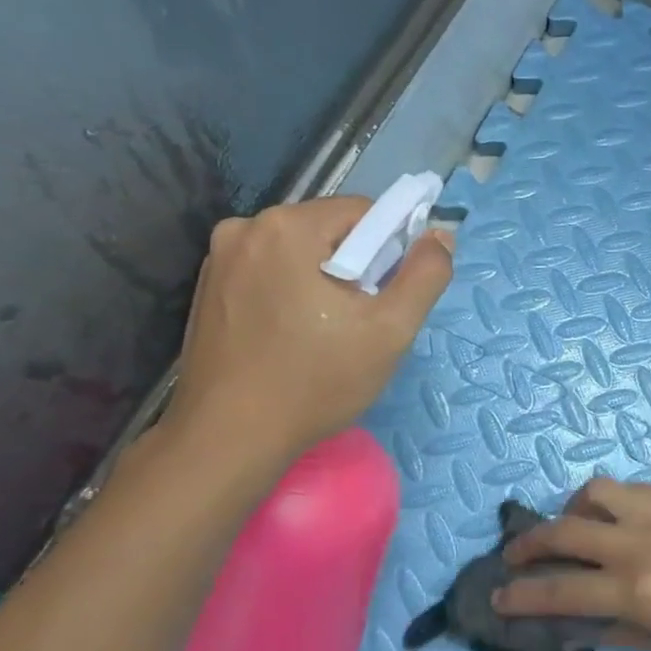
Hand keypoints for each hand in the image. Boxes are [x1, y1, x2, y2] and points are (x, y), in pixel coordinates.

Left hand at [160, 198, 453, 470]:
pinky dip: (293, 292)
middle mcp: (245, 228)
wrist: (229, 438)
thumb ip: (426, 275)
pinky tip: (295, 336)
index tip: (390, 296)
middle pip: (329, 230)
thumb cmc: (316, 382)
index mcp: (288, 227)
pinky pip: (270, 273)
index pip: (364, 212)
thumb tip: (441, 235)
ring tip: (329, 333)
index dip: (391, 250)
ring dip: (325, 279)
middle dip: (357, 266)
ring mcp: (219, 258)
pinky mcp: (209, 288)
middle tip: (363, 321)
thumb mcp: (390, 330)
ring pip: (300, 252)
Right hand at [496, 479, 650, 650]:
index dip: (522, 596)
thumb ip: (616, 632)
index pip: (560, 591)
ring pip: (594, 493)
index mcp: (636, 591)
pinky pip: (630, 489)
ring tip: (572, 527)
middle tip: (514, 556)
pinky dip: (608, 502)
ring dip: (570, 509)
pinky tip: (616, 518)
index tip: (498, 596)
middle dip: (527, 544)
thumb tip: (574, 626)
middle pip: (563, 532)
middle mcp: (638, 544)